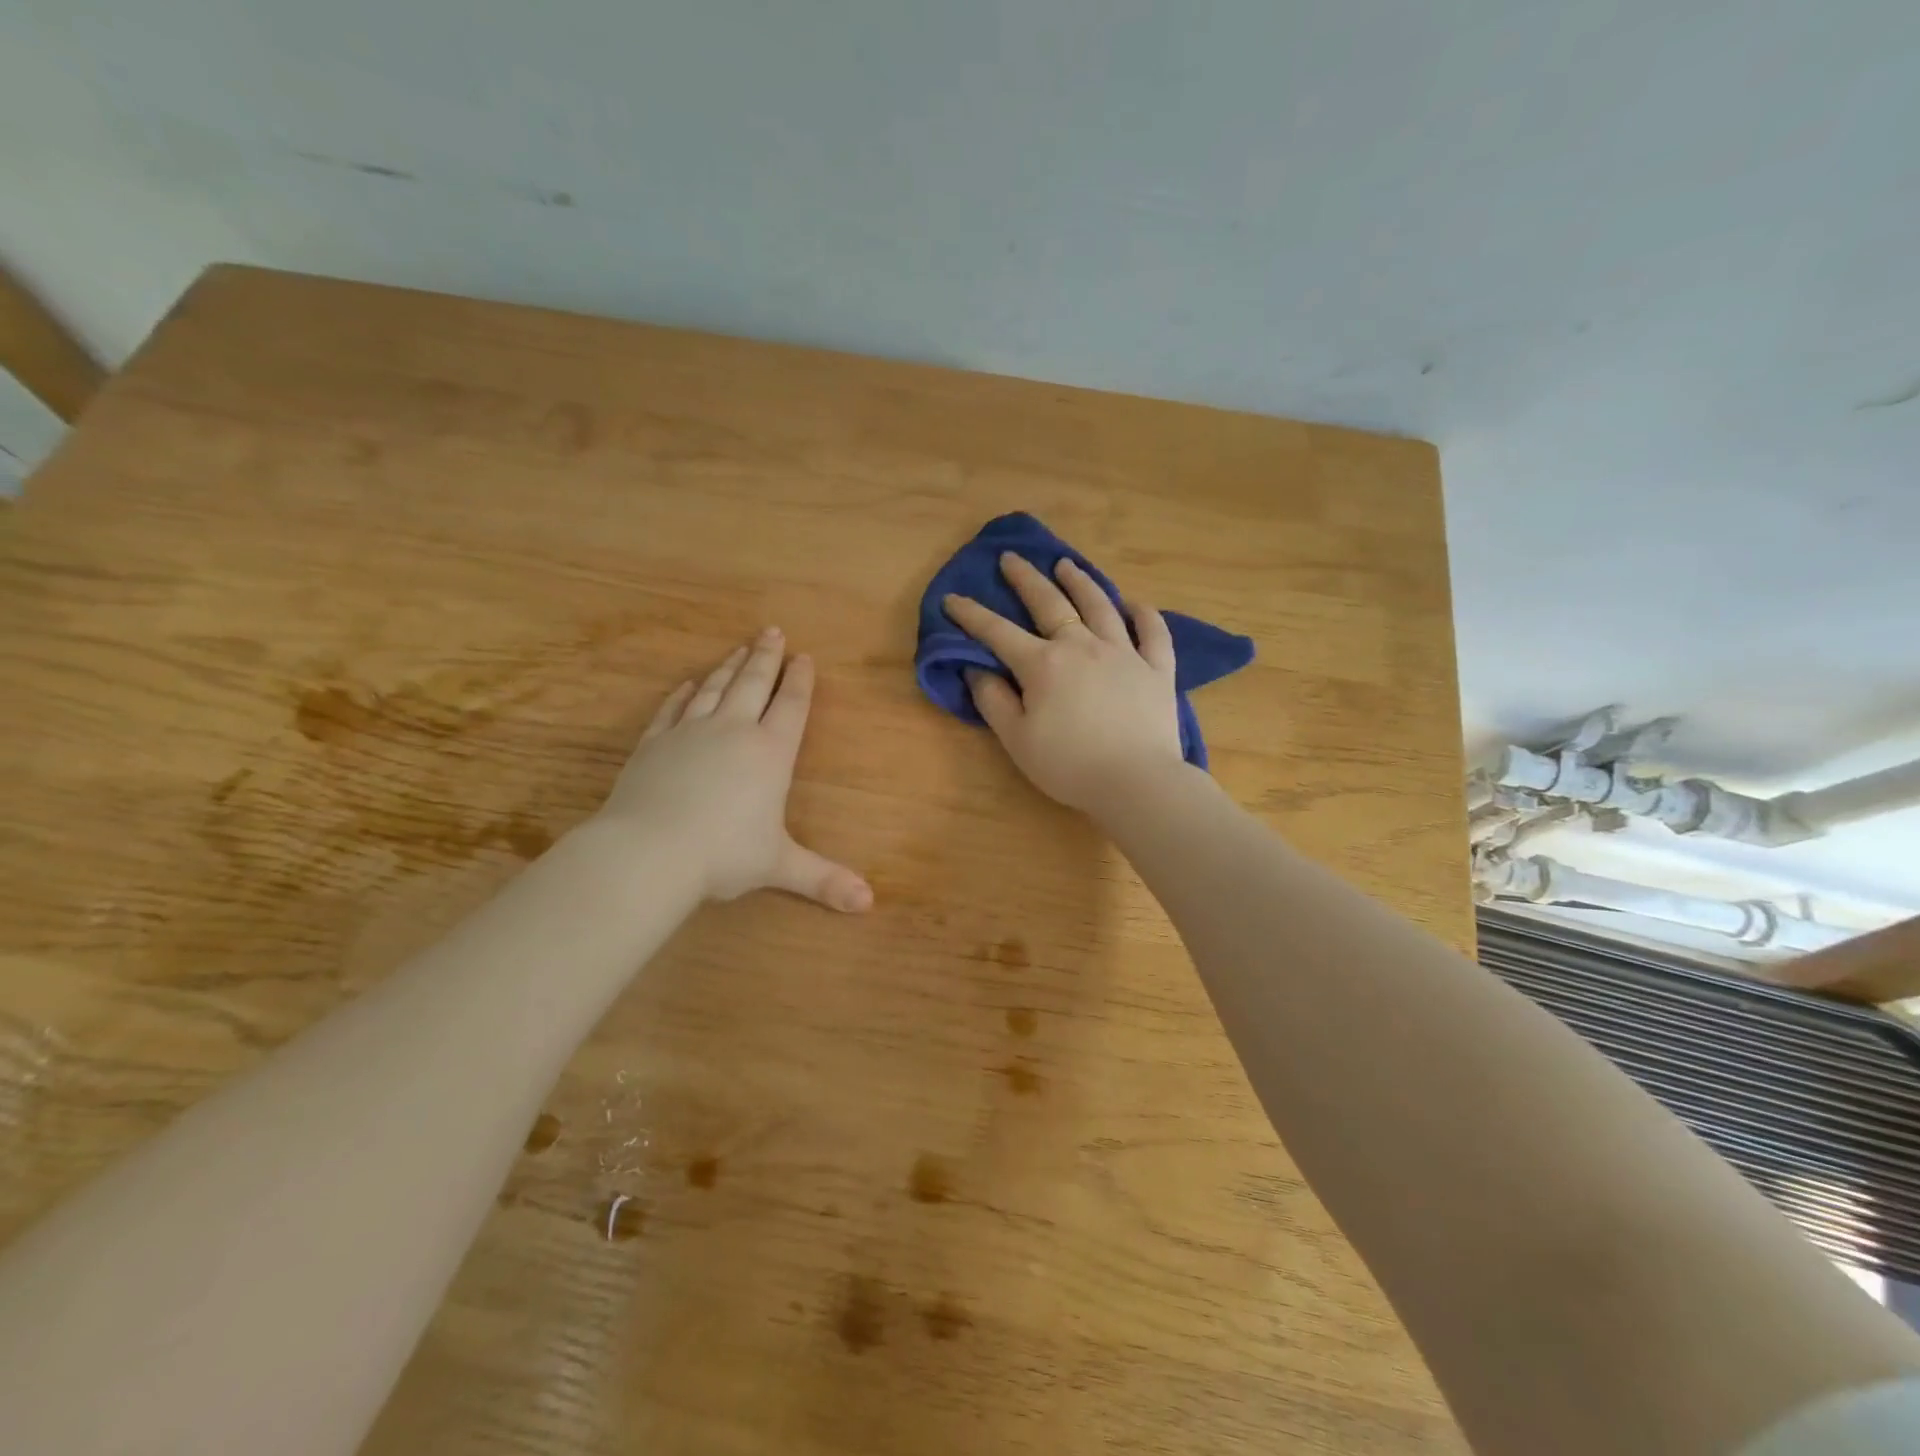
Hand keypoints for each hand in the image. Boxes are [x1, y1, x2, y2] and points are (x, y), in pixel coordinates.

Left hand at [596, 629, 872, 911]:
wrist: (649, 851)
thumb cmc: (723, 855)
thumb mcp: (779, 866)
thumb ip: (823, 879)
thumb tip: (869, 903)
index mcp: (770, 753)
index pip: (791, 706)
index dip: (800, 680)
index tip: (804, 657)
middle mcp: (733, 731)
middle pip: (753, 683)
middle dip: (766, 657)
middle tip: (773, 631)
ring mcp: (690, 732)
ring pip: (714, 688)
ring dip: (729, 666)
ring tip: (739, 647)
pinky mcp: (654, 743)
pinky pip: (673, 709)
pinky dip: (684, 694)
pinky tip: (689, 684)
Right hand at [944, 553, 1184, 811]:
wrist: (1137, 782)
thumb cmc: (1069, 765)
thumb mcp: (1017, 740)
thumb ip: (993, 701)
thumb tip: (977, 669)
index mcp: (1043, 664)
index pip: (998, 632)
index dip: (972, 615)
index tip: (952, 598)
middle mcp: (1082, 645)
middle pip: (1050, 603)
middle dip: (1025, 578)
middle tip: (1011, 558)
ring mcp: (1124, 652)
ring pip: (1100, 605)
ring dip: (1080, 581)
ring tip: (1066, 564)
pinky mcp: (1157, 668)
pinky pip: (1153, 632)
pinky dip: (1143, 614)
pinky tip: (1134, 603)